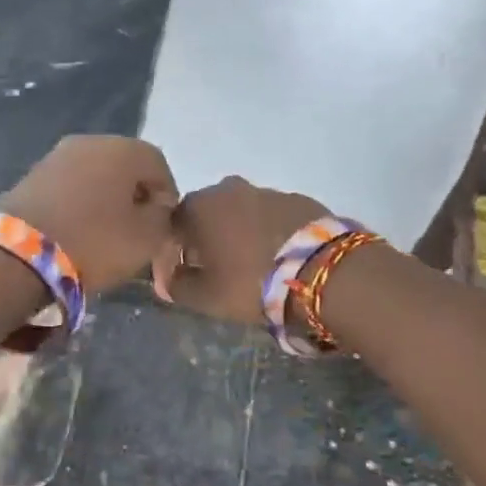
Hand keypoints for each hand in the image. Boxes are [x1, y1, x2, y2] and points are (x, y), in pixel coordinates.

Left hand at [0, 136, 178, 291]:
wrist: (19, 254)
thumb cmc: (95, 242)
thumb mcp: (147, 238)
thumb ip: (162, 217)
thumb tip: (156, 206)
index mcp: (122, 149)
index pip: (158, 164)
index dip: (166, 194)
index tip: (163, 225)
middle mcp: (89, 142)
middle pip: (124, 165)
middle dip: (135, 194)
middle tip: (137, 228)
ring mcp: (56, 156)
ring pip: (95, 174)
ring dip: (106, 198)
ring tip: (106, 231)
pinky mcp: (31, 176)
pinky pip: (69, 186)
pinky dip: (80, 202)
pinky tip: (78, 229)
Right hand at [152, 176, 328, 323]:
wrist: (319, 270)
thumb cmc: (250, 282)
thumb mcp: (206, 296)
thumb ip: (178, 286)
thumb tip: (166, 280)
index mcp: (199, 207)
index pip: (173, 223)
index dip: (176, 248)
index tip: (186, 272)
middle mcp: (228, 189)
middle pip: (209, 213)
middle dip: (209, 236)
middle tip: (219, 267)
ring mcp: (266, 190)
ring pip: (243, 211)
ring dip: (241, 231)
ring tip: (253, 262)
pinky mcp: (298, 199)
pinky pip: (273, 215)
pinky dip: (270, 230)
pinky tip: (280, 255)